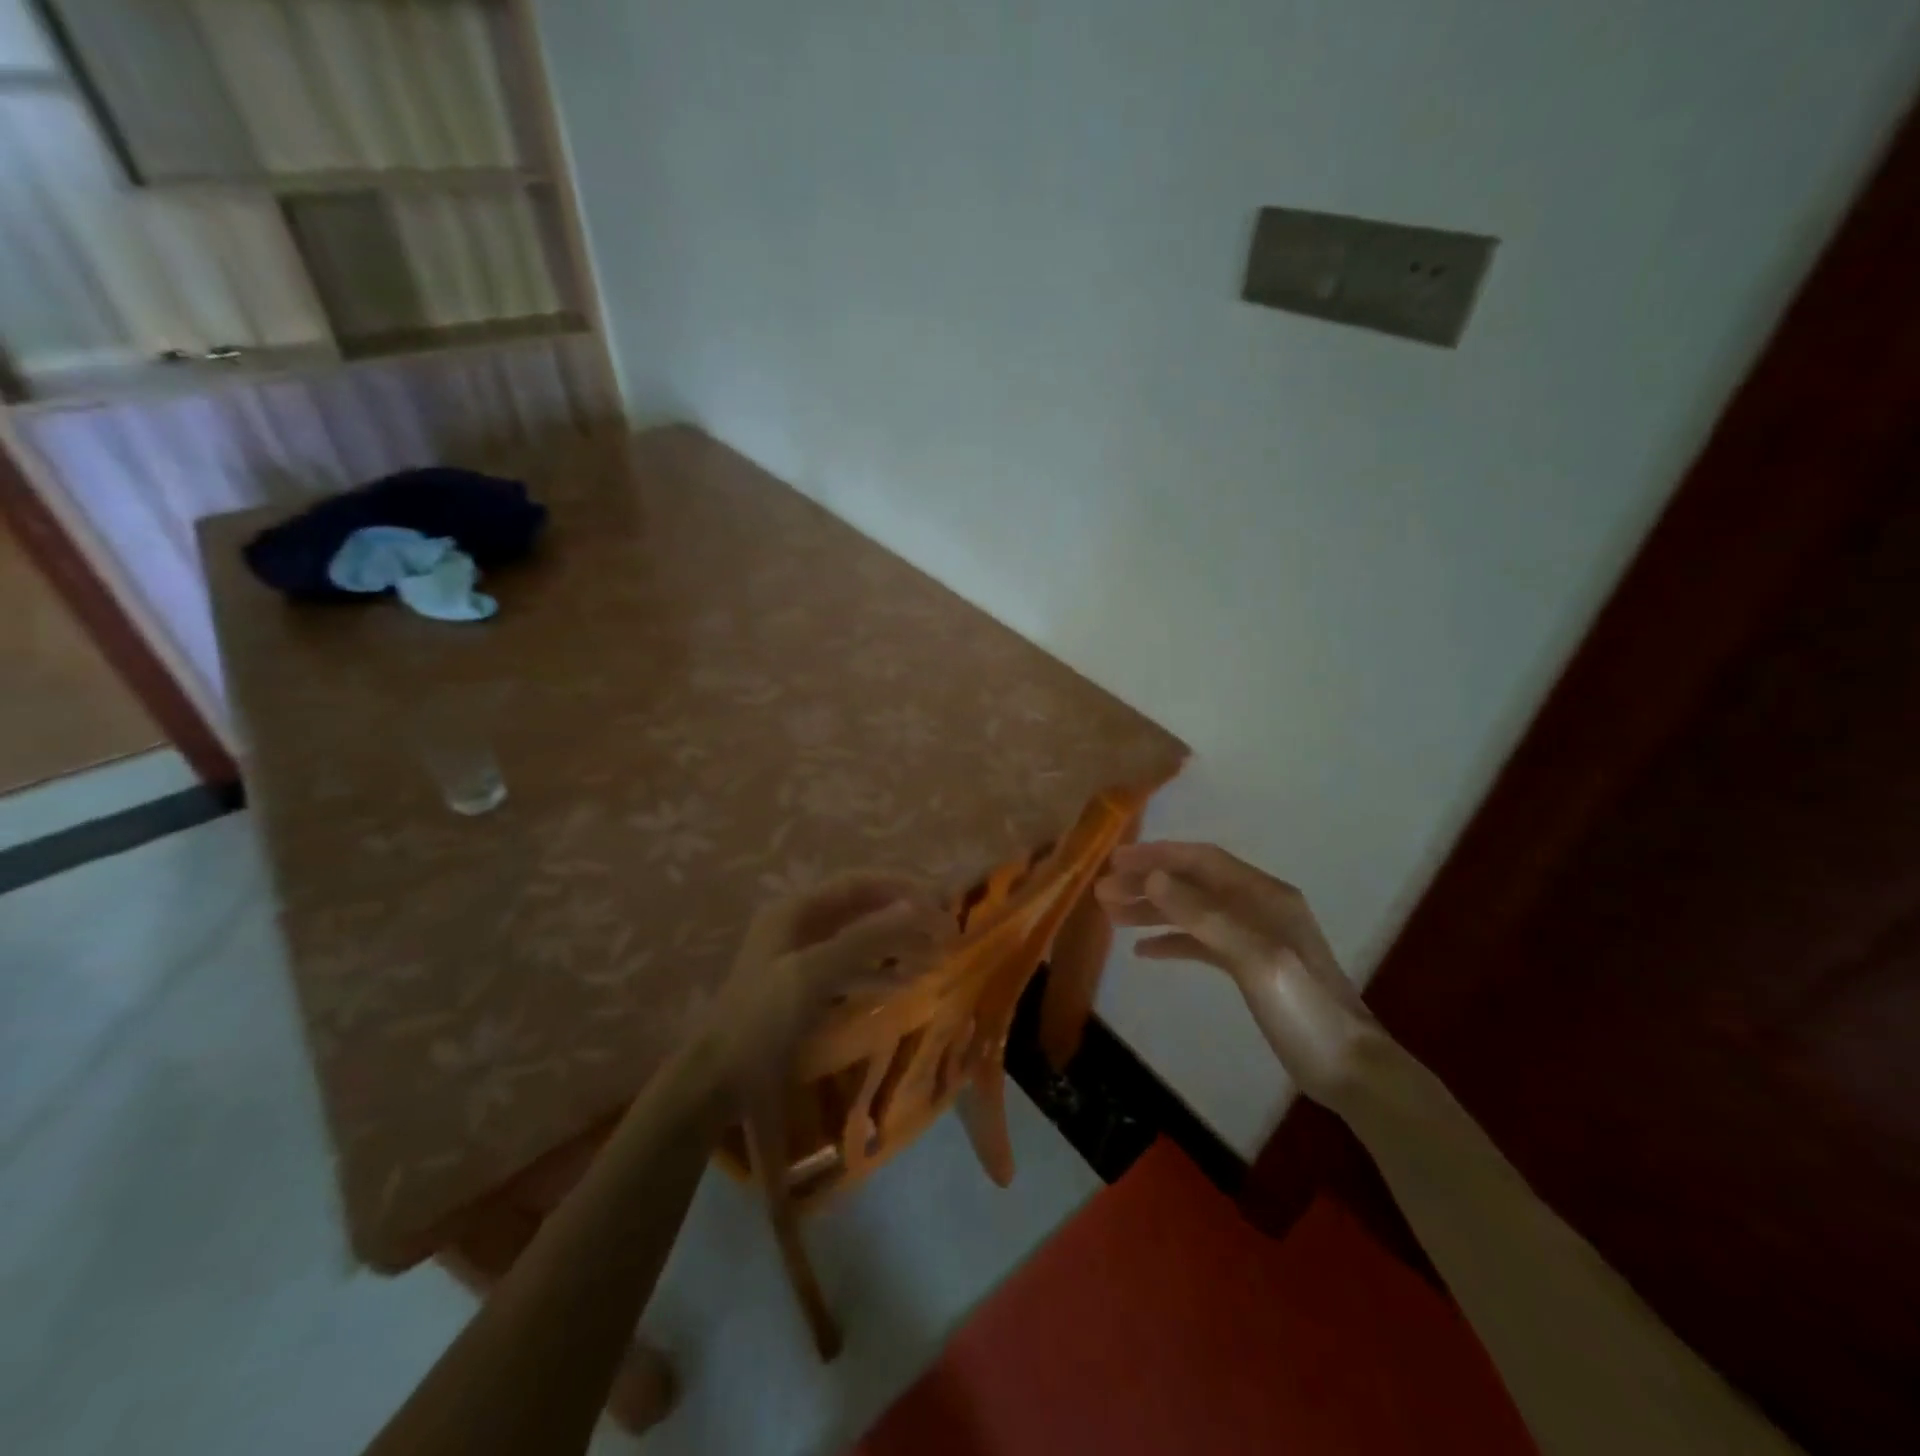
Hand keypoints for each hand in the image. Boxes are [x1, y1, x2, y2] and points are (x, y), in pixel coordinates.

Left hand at [710, 872, 952, 1095]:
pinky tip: (906, 985)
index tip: (941, 905)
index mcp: (796, 911)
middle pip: (863, 910)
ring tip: (935, 958)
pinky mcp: (806, 989)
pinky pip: (852, 969)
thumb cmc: (763, 1020)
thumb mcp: (814, 974)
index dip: (902, 888)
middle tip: (945, 933)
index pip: (860, 884)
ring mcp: (802, 958)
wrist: (717, 1081)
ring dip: (898, 945)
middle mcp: (800, 926)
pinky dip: (880, 973)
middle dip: (905, 918)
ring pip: (861, 940)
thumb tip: (916, 907)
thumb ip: (865, 938)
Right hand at [1094, 841, 1377, 1103]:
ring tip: (1111, 915)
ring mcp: (1253, 936)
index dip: (1158, 856)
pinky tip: (1143, 952)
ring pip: (1192, 912)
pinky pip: (1201, 942)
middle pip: (1192, 884)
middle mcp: (1257, 906)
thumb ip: (1205, 916)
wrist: (1350, 1069)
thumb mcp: (1255, 958)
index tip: (1116, 860)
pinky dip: (1171, 941)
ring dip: (1153, 910)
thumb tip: (1154, 878)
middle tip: (1102, 892)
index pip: (1202, 860)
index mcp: (1263, 895)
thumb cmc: (1305, 1010)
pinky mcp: (1248, 966)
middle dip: (1147, 883)